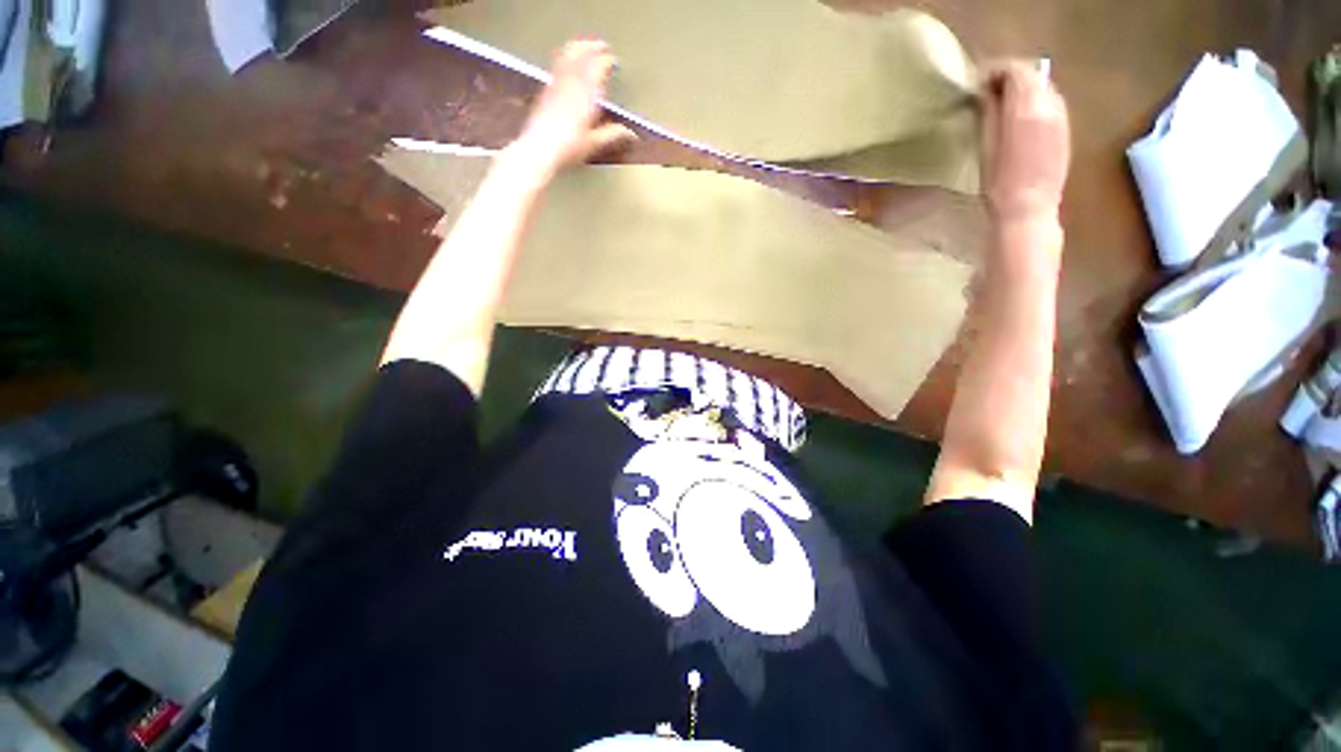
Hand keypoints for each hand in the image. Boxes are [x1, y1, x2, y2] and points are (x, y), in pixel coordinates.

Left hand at [509, 40, 635, 173]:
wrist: (539, 149)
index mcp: (586, 93)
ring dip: (577, 49)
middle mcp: (570, 83)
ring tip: (584, 47)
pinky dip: (565, 60)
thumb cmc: (569, 147)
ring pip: (567, 57)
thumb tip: (629, 133)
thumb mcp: (594, 143)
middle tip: (600, 45)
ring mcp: (556, 84)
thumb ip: (612, 134)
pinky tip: (566, 65)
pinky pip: (557, 67)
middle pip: (580, 55)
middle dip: (591, 47)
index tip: (613, 61)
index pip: (598, 67)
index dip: (606, 62)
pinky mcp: (546, 91)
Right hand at [979, 61, 1070, 224]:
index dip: (996, 71)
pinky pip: (1051, 103)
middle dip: (1010, 77)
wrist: (1029, 209)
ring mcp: (1062, 116)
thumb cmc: (999, 183)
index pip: (1015, 70)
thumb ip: (989, 113)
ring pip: (1043, 87)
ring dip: (1023, 89)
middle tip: (987, 92)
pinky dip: (1035, 102)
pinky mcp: (1065, 130)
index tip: (977, 82)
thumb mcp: (986, 146)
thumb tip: (986, 93)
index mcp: (1026, 107)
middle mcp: (1049, 104)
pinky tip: (1020, 119)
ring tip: (1002, 105)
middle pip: (1032, 74)